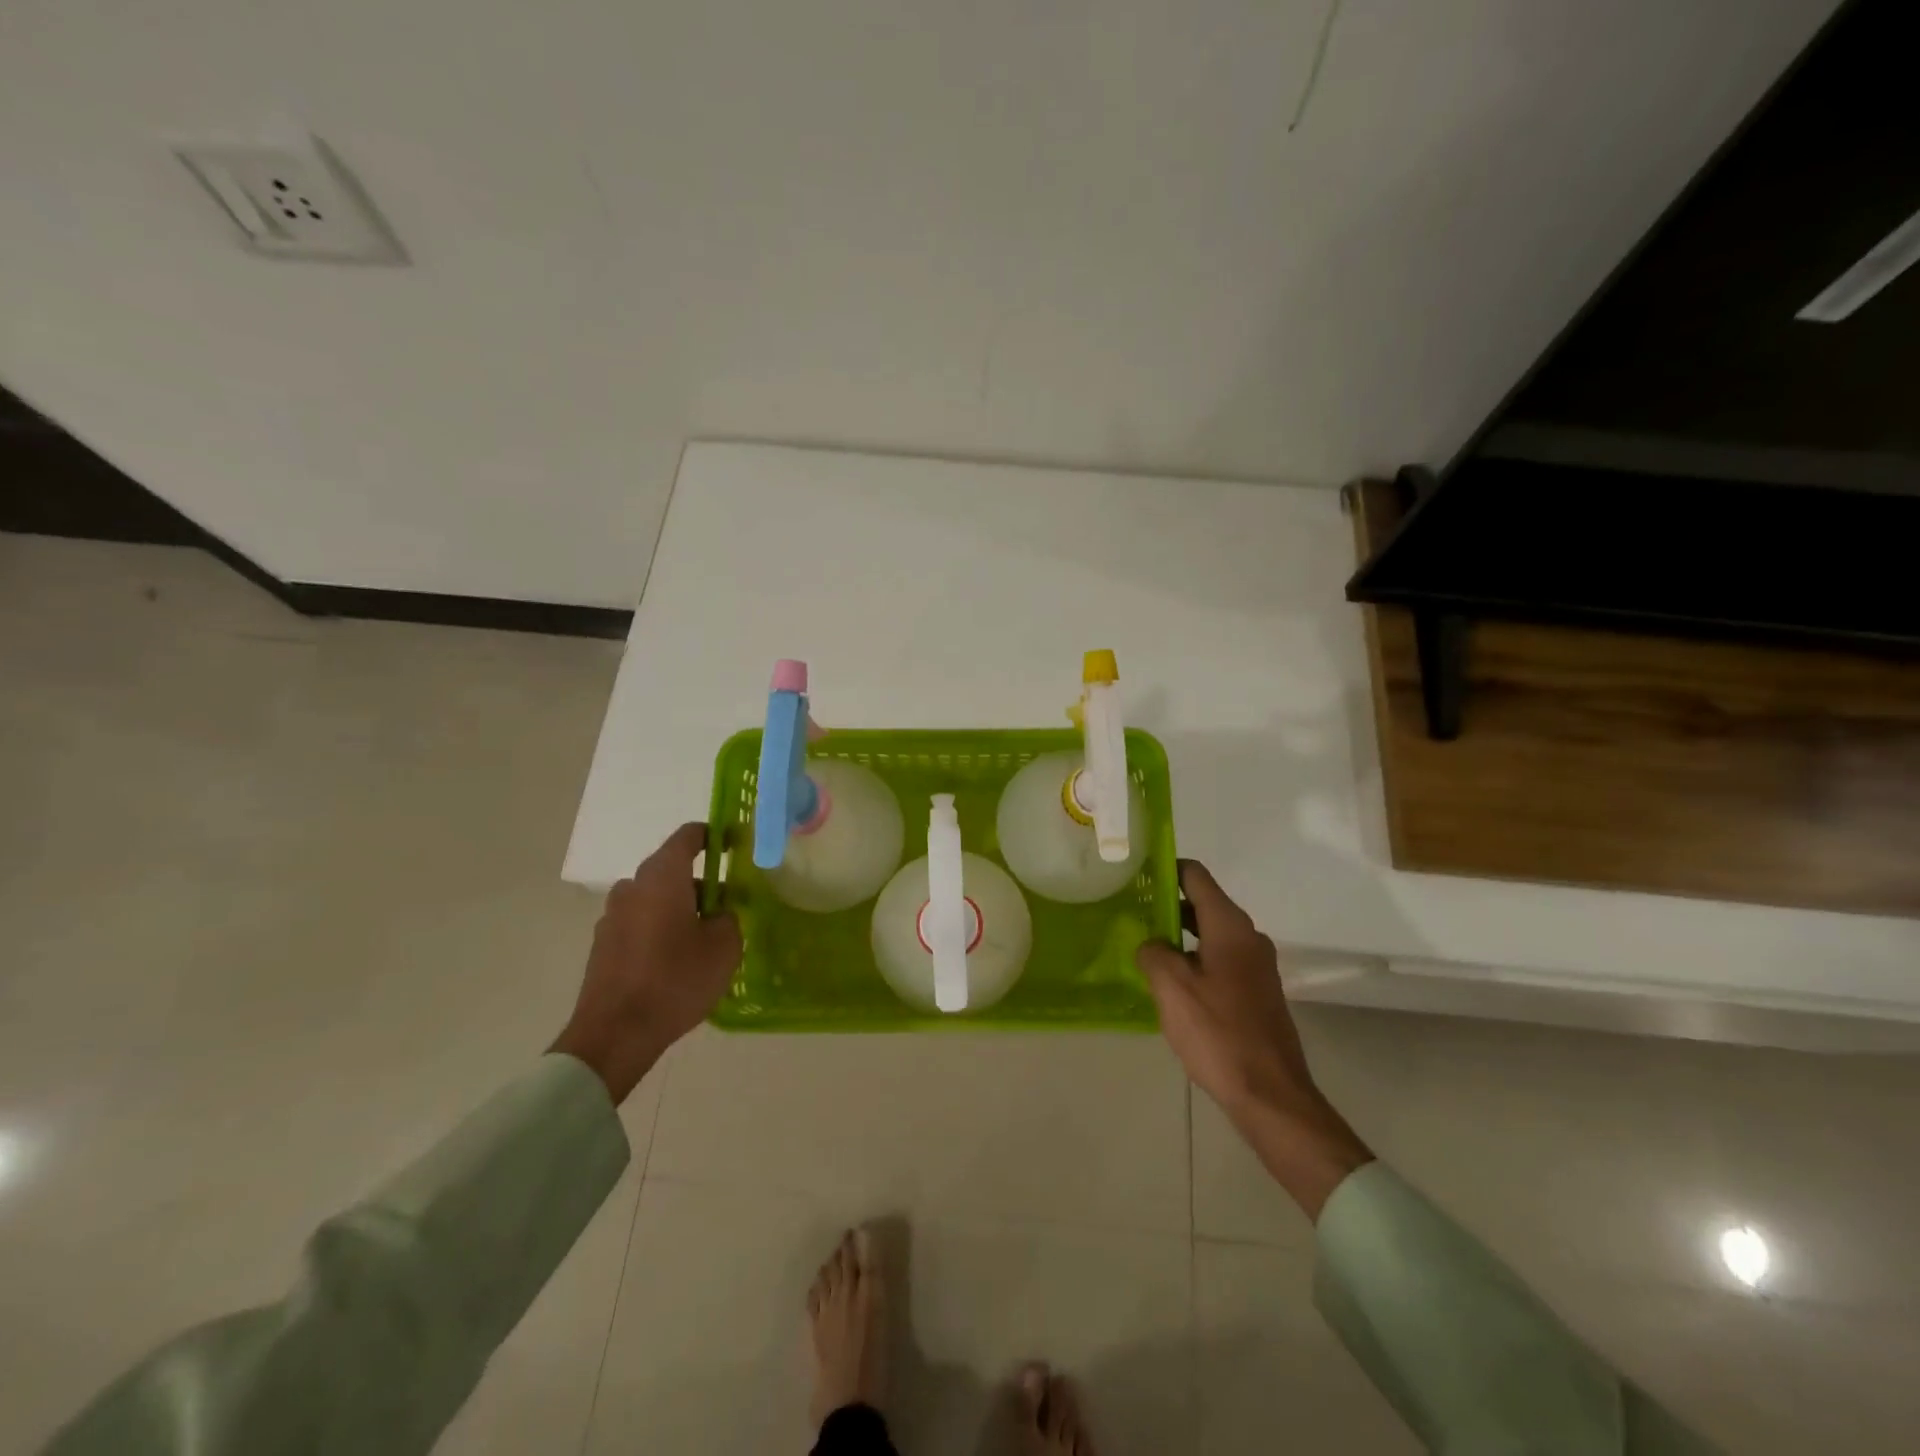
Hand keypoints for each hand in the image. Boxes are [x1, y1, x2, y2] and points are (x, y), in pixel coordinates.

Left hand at [551, 822, 741, 1103]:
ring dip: (679, 908)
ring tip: (702, 939)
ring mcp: (612, 917)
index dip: (713, 835)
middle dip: (701, 882)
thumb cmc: (675, 979)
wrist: (615, 1034)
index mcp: (662, 877)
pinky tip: (676, 961)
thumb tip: (718, 913)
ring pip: (655, 899)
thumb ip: (728, 918)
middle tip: (727, 907)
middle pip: (671, 870)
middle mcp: (632, 887)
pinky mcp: (603, 945)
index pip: (688, 836)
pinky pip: (640, 923)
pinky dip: (660, 930)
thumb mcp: (724, 946)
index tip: (734, 845)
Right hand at [1137, 860, 1371, 1219]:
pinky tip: (1171, 982)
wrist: (1271, 1095)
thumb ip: (1153, 953)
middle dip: (1167, 904)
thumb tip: (1151, 944)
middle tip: (1129, 912)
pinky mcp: (1257, 992)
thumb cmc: (1218, 1033)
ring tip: (1143, 946)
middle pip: (1203, 903)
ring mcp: (1257, 966)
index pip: (1196, 876)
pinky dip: (1195, 959)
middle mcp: (1249, 938)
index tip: (1134, 873)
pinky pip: (1220, 960)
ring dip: (1179, 935)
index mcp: (1230, 927)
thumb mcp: (1172, 988)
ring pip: (1211, 934)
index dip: (1165, 868)